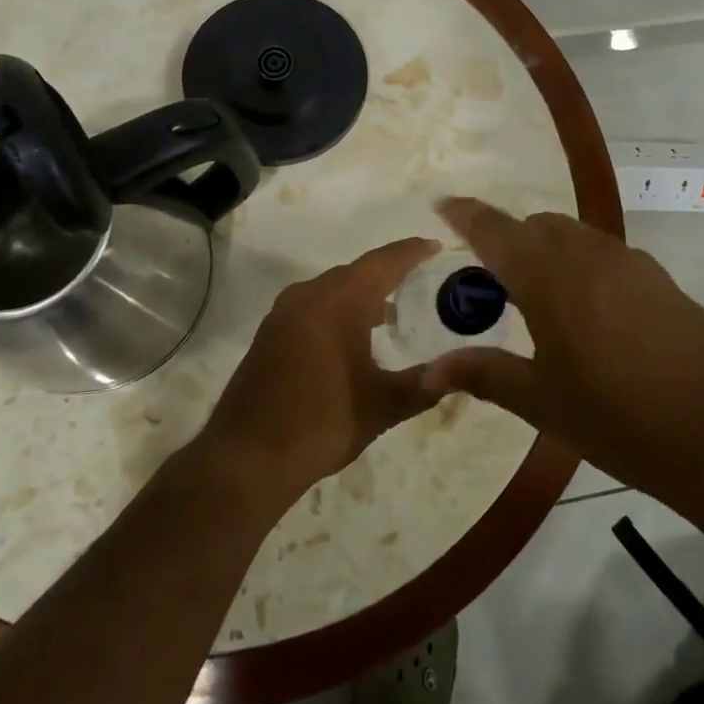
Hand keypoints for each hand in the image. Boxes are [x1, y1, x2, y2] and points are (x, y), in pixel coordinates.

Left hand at [200, 237, 442, 508]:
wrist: (246, 458)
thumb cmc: (320, 423)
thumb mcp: (381, 406)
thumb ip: (423, 385)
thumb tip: (456, 374)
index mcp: (338, 301)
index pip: (383, 263)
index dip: (411, 252)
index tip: (435, 245)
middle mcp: (309, 295)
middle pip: (357, 272)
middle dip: (388, 273)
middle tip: (420, 279)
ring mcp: (284, 313)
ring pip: (332, 289)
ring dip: (362, 294)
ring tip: (392, 312)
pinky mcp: (270, 333)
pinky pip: (313, 306)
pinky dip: (338, 309)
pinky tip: (352, 337)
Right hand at [424, 198, 703, 500]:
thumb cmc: (619, 419)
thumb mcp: (542, 402)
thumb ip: (485, 374)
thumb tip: (431, 370)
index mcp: (549, 277)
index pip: (495, 230)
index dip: (466, 214)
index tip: (443, 204)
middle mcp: (588, 255)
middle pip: (536, 226)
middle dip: (508, 240)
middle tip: (492, 284)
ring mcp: (630, 263)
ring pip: (574, 236)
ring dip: (547, 251)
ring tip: (539, 302)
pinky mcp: (661, 280)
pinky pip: (605, 256)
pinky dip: (581, 266)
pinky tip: (588, 316)